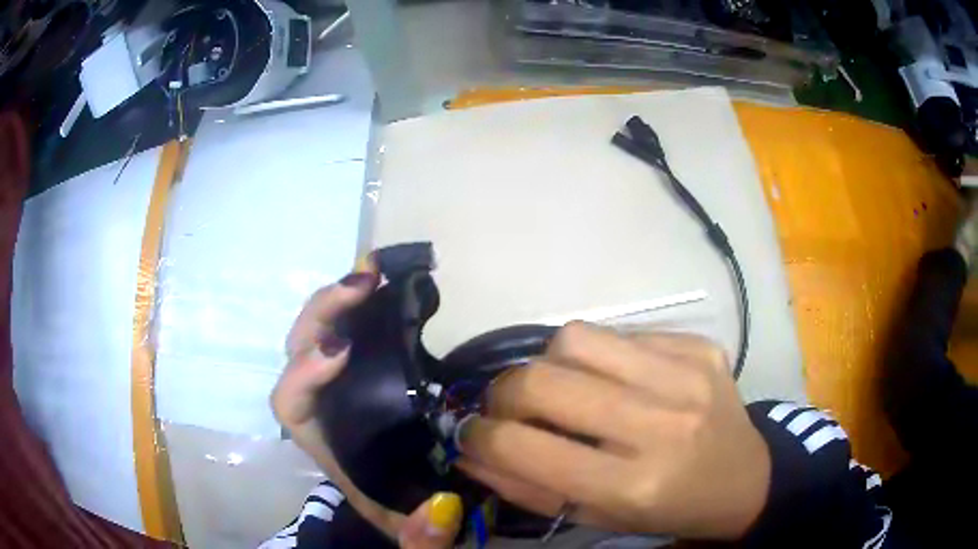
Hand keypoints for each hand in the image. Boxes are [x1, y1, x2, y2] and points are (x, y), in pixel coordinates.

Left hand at [271, 268, 461, 547]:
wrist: (408, 506)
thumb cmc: (398, 515)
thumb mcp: (408, 534)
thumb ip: (419, 537)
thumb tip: (442, 508)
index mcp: (325, 443)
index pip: (289, 403)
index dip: (304, 374)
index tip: (343, 351)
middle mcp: (325, 408)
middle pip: (297, 352)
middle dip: (321, 316)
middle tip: (363, 286)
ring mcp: (343, 384)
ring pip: (318, 334)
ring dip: (338, 300)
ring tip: (372, 272)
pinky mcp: (368, 372)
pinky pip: (351, 330)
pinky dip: (361, 305)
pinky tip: (383, 283)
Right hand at [456, 322, 770, 539]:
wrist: (747, 478)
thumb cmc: (671, 511)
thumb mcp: (598, 518)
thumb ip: (529, 489)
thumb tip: (472, 452)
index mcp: (634, 485)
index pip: (527, 448)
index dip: (481, 437)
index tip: (471, 434)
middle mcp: (661, 424)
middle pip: (544, 379)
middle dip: (503, 393)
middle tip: (506, 408)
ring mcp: (686, 375)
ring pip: (576, 337)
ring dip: (549, 363)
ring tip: (561, 387)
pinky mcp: (700, 346)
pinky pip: (622, 332)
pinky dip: (600, 355)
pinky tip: (617, 380)